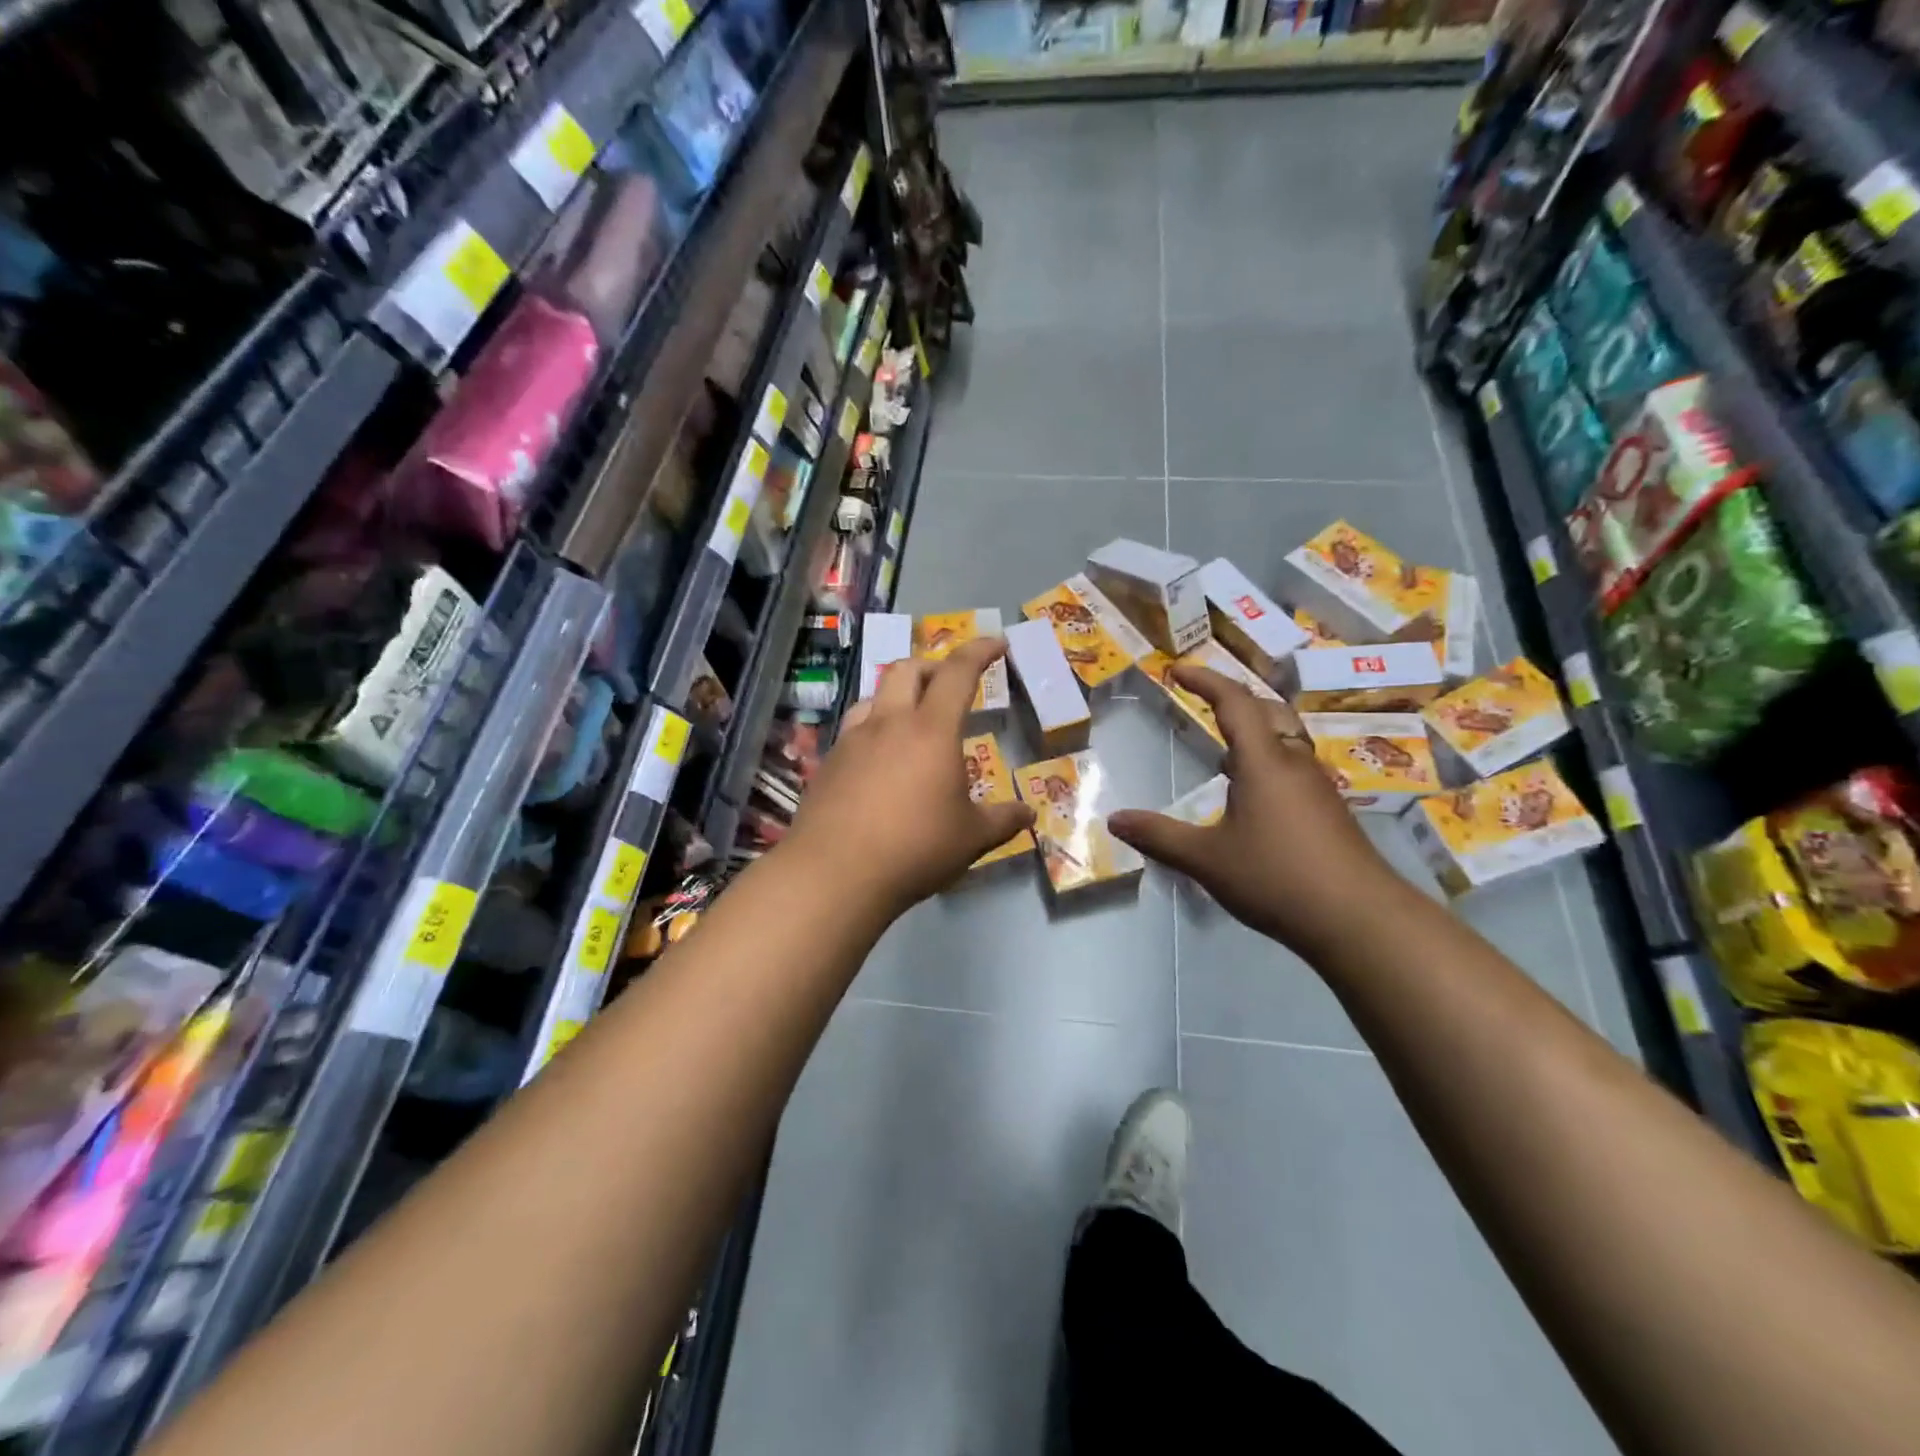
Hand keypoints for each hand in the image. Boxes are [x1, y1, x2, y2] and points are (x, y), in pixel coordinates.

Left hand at [784, 637, 1035, 920]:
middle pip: (907, 669)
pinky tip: (879, 759)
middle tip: (951, 684)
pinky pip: (854, 729)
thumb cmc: (915, 848)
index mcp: (931, 730)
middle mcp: (888, 723)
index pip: (957, 673)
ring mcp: (852, 741)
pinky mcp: (828, 764)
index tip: (997, 642)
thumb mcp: (971, 838)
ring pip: (874, 695)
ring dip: (898, 694)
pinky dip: (874, 728)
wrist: (835, 874)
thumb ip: (1003, 820)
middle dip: (933, 666)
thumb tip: (1029, 813)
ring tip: (912, 719)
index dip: (980, 651)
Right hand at [1106, 665, 1403, 956]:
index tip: (1177, 669)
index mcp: (1263, 762)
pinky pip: (1293, 768)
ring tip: (1223, 753)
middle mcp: (1294, 763)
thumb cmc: (1276, 877)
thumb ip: (1159, 836)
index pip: (1234, 702)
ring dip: (1254, 732)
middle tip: (1205, 701)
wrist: (1359, 919)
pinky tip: (1252, 798)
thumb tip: (1115, 820)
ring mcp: (1317, 787)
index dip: (1205, 680)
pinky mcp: (1329, 812)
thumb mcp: (1206, 859)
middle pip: (1268, 711)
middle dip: (1234, 699)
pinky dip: (1267, 763)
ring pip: (1285, 741)